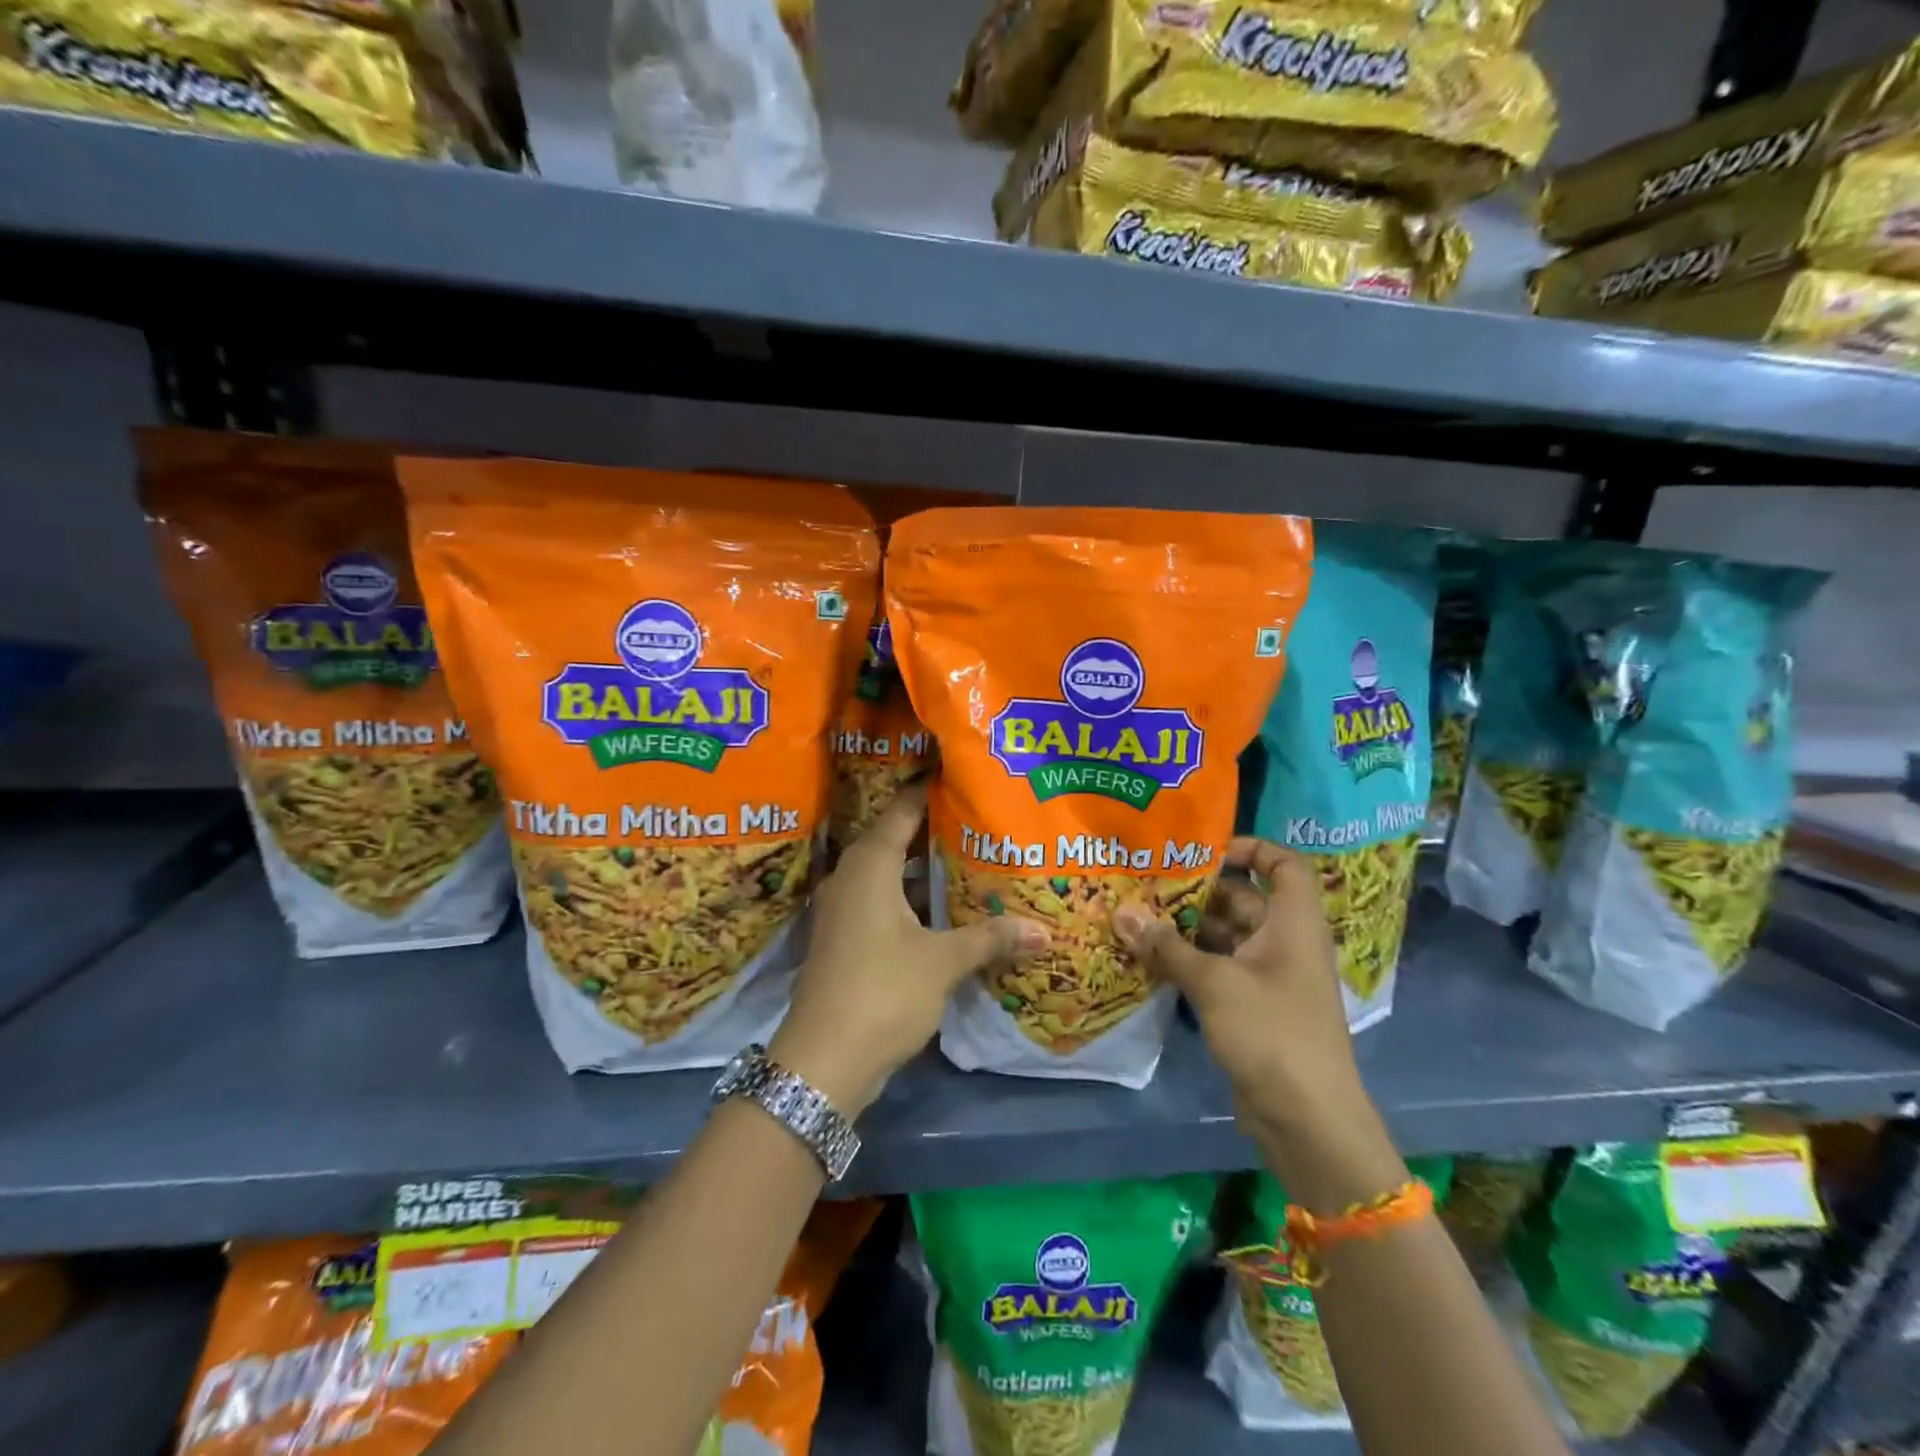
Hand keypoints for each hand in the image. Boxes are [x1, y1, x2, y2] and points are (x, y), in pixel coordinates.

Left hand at [771, 785, 1047, 1117]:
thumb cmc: (882, 992)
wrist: (823, 1061)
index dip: (930, 792)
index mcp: (869, 866)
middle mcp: (851, 878)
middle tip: (979, 818)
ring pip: (890, 875)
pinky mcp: (846, 940)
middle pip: (895, 840)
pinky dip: (912, 900)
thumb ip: (990, 939)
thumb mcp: (942, 962)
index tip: (962, 776)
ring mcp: (845, 910)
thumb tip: (1044, 931)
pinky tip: (946, 910)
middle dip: (935, 830)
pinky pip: (883, 903)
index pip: (902, 811)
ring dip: (923, 870)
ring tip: (971, 859)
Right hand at [1114, 838, 1363, 1141]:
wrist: (1308, 1120)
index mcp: (1293, 923)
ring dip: (1186, 929)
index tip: (1203, 850)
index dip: (1250, 848)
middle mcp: (1284, 942)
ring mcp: (1270, 977)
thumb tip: (1121, 914)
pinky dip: (1190, 961)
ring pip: (1225, 936)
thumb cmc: (1271, 1033)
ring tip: (1137, 917)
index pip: (1284, 865)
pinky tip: (1150, 958)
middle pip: (1243, 900)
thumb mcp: (1214, 983)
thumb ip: (1167, 947)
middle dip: (1197, 891)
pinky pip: (1219, 969)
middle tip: (1146, 884)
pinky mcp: (1253, 1007)